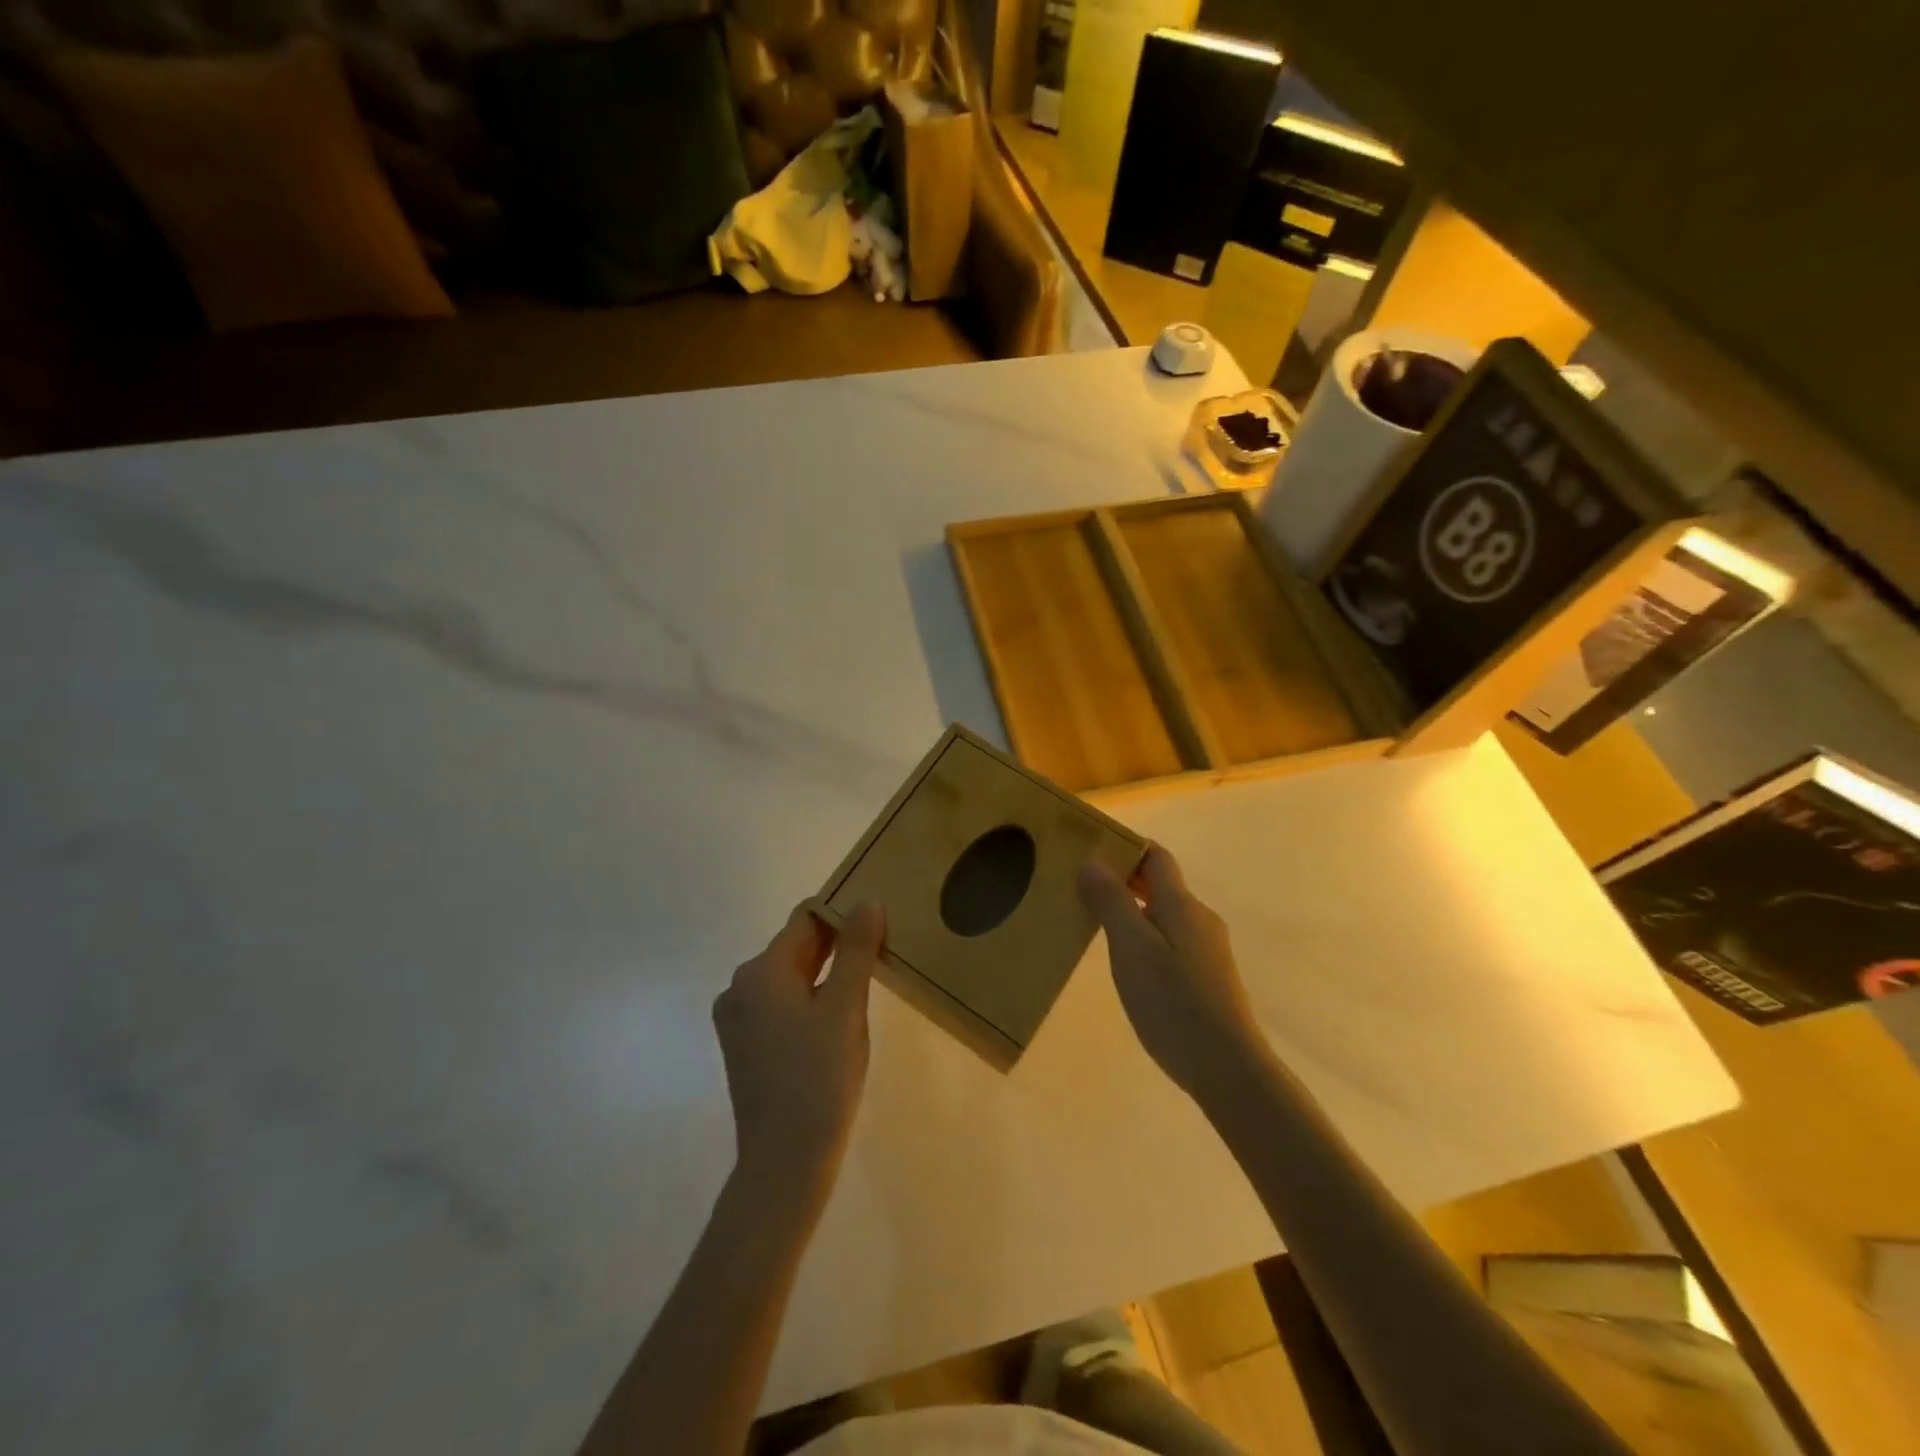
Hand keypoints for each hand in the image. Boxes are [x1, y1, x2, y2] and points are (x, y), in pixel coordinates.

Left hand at [712, 902, 883, 1213]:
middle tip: (881, 949)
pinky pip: (781, 1005)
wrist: (783, 1163)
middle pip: (796, 947)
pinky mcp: (745, 1046)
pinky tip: (837, 1019)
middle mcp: (741, 986)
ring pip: (790, 977)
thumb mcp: (846, 1007)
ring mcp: (738, 1019)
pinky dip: (809, 1000)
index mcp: (761, 970)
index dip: (843, 913)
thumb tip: (868, 901)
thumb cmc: (819, 1078)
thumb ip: (857, 949)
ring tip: (865, 982)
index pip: (806, 919)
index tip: (879, 921)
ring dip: (826, 973)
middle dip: (837, 944)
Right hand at [1079, 845, 1268, 1102]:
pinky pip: (1170, 940)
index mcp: (1181, 905)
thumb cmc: (1173, 1002)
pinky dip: (1144, 936)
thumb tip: (1092, 861)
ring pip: (1164, 914)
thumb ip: (1112, 902)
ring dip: (1132, 908)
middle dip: (1123, 877)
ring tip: (1094, 921)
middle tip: (1081, 884)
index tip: (1090, 847)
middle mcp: (1199, 919)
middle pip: (1160, 883)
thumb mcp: (1132, 948)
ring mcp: (1206, 950)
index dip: (1126, 846)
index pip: (1156, 856)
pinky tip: (1126, 961)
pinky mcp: (1206, 978)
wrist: (1228, 1069)